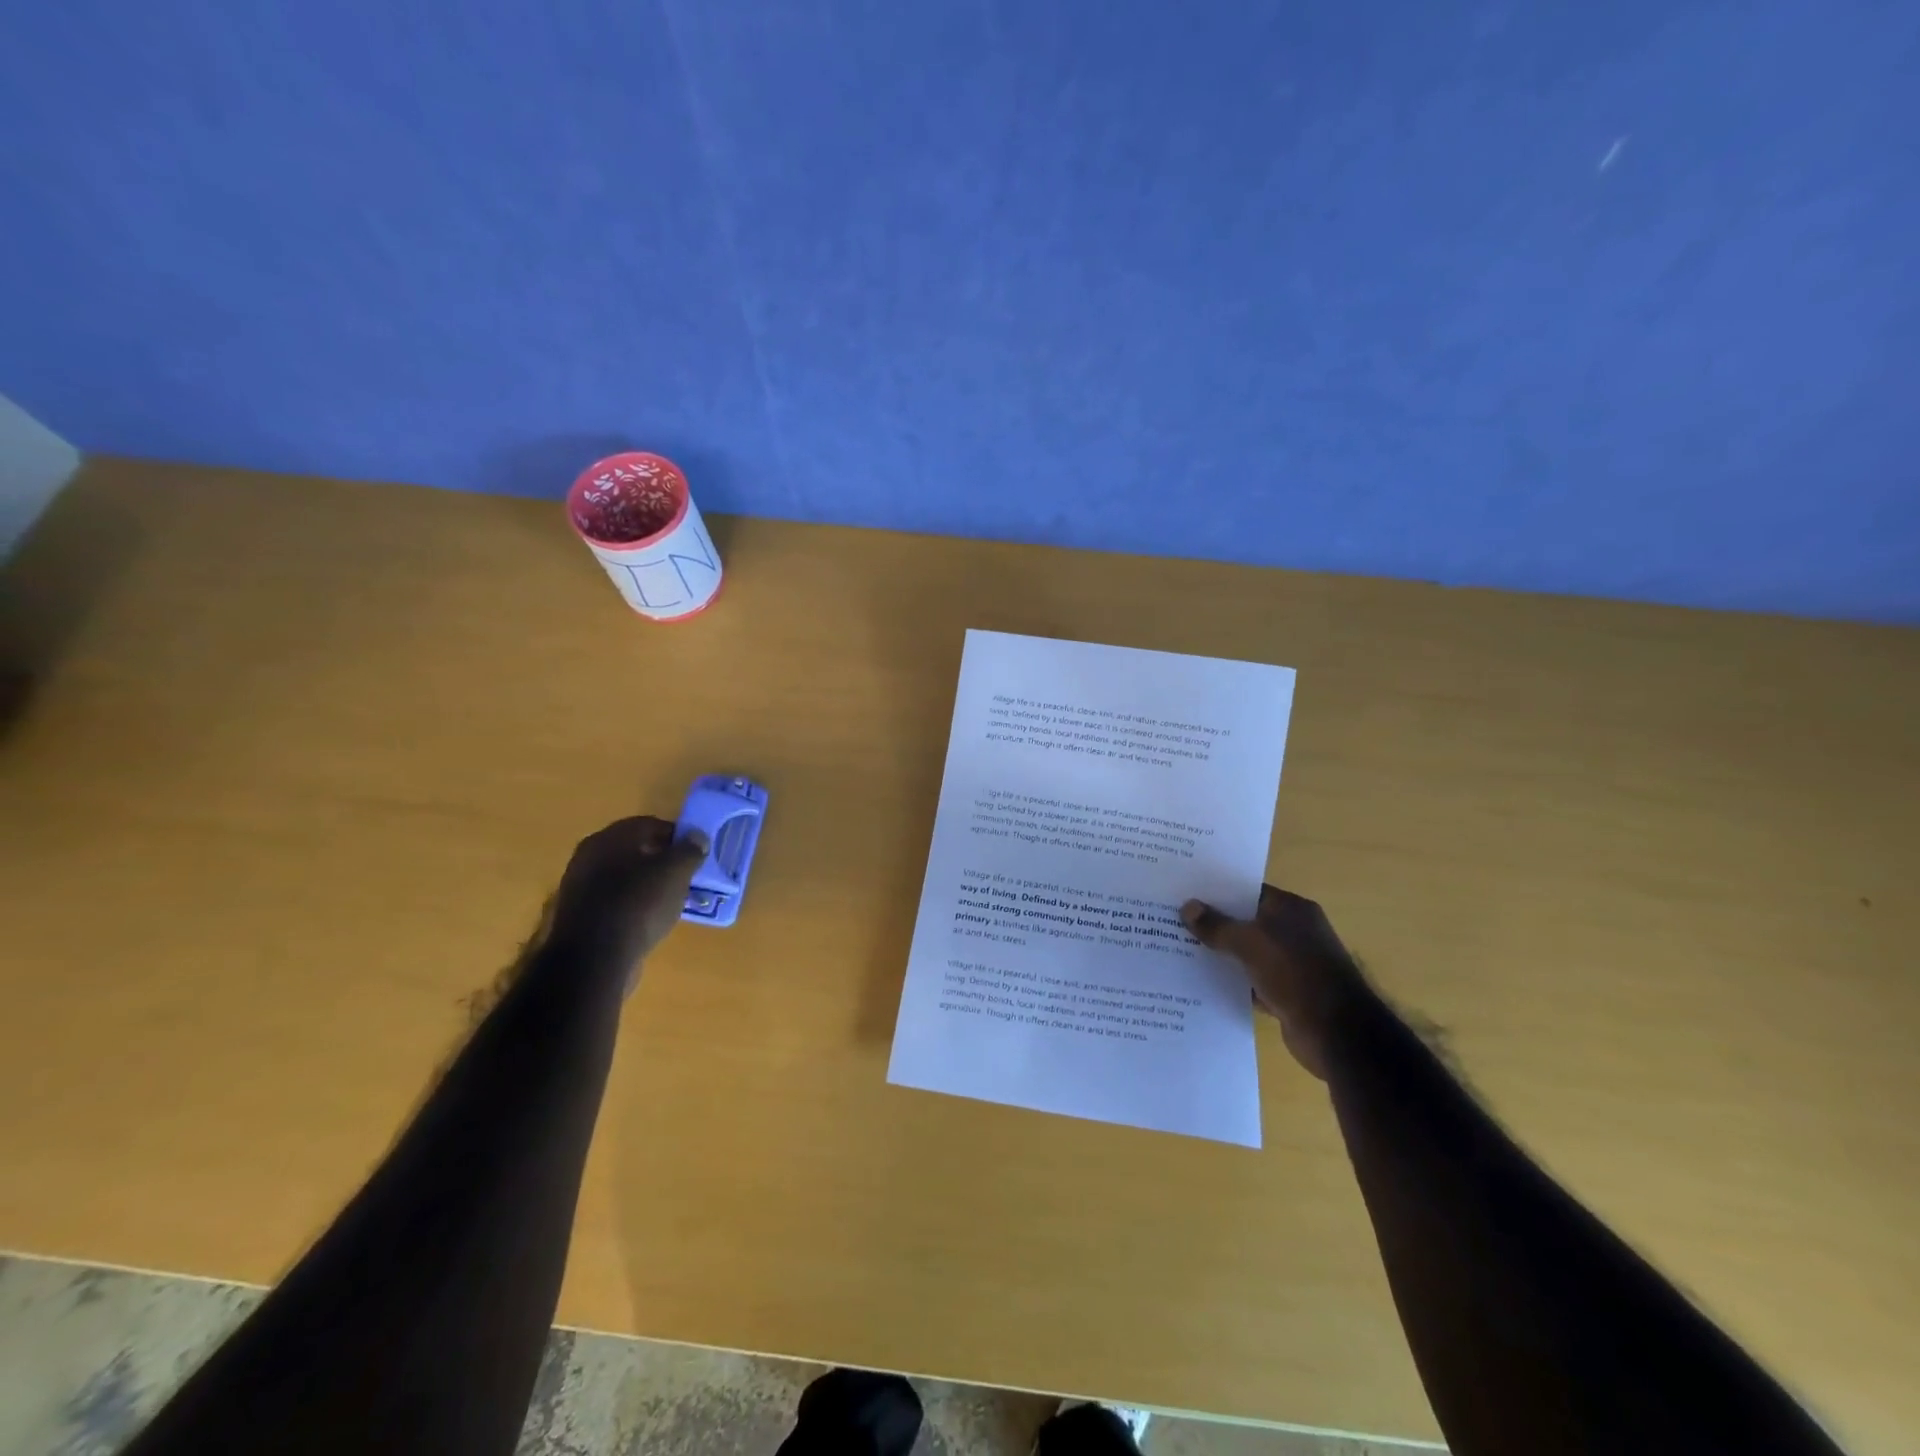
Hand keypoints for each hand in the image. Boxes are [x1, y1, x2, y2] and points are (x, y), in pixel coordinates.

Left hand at [547, 816, 707, 989]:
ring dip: (648, 883)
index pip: (649, 824)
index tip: (696, 852)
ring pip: (625, 876)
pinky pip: (615, 900)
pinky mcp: (581, 916)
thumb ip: (689, 850)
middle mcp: (589, 857)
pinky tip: (650, 919)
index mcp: (609, 838)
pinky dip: (634, 904)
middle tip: (686, 874)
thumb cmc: (638, 904)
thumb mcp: (676, 872)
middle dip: (662, 859)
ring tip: (672, 899)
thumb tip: (697, 837)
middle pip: (635, 850)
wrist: (594, 960)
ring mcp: (581, 888)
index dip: (676, 835)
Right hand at [1181, 887, 1367, 1079]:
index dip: (1218, 891)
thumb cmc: (1294, 973)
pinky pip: (1252, 980)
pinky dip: (1234, 982)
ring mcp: (1293, 964)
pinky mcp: (1288, 993)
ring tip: (1180, 948)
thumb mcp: (1249, 942)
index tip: (1186, 892)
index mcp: (1292, 910)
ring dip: (1222, 954)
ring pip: (1248, 953)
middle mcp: (1295, 932)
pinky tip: (1202, 982)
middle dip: (1215, 923)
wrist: (1336, 1032)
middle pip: (1247, 922)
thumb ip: (1217, 925)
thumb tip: (1187, 907)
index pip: (1249, 891)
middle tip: (1174, 919)